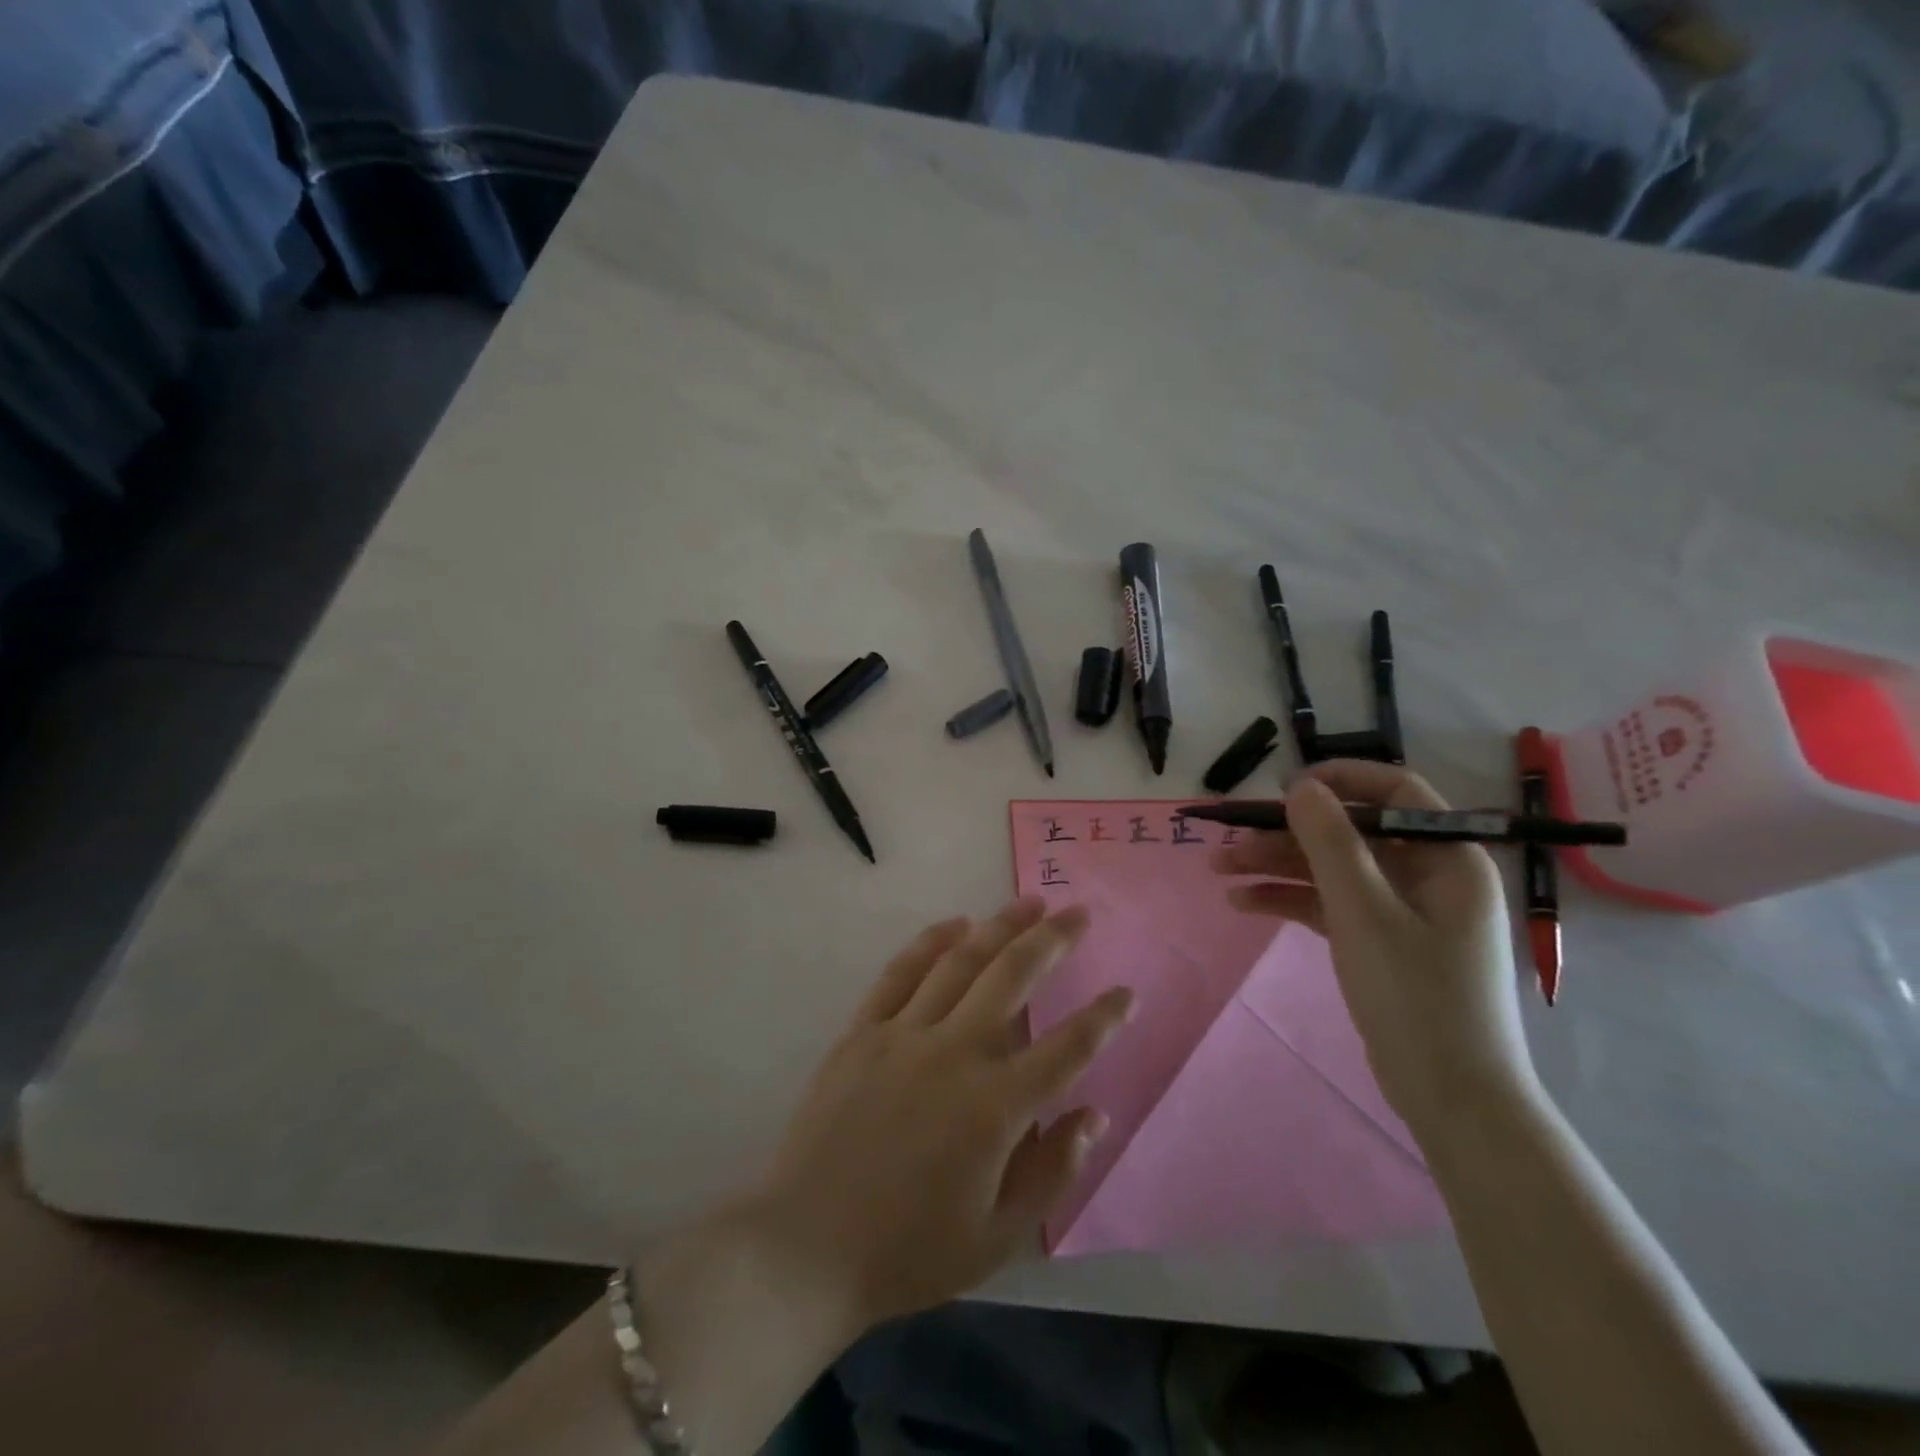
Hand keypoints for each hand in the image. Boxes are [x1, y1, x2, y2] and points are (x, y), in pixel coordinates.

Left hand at [743, 898, 1132, 1332]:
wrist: (804, 1247)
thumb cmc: (908, 1251)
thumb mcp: (998, 1237)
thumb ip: (1052, 1172)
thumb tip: (1093, 1115)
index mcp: (994, 1107)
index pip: (1067, 1049)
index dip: (1104, 1018)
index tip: (1127, 992)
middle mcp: (954, 1053)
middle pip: (1013, 978)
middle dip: (1052, 940)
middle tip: (1078, 913)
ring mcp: (903, 1034)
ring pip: (961, 962)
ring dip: (1000, 927)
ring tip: (1029, 903)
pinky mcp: (862, 1031)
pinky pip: (901, 972)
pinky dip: (931, 941)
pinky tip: (956, 923)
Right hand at [1211, 761, 1536, 1144]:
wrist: (1452, 1099)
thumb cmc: (1416, 996)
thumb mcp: (1364, 912)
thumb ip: (1329, 842)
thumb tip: (1300, 785)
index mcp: (1448, 858)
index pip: (1395, 792)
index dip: (1340, 781)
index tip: (1285, 788)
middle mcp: (1429, 876)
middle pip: (1350, 835)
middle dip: (1288, 834)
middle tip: (1231, 839)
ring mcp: (1404, 911)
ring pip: (1333, 870)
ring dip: (1278, 867)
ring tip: (1220, 871)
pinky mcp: (1381, 942)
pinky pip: (1331, 905)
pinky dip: (1291, 900)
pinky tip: (1244, 903)